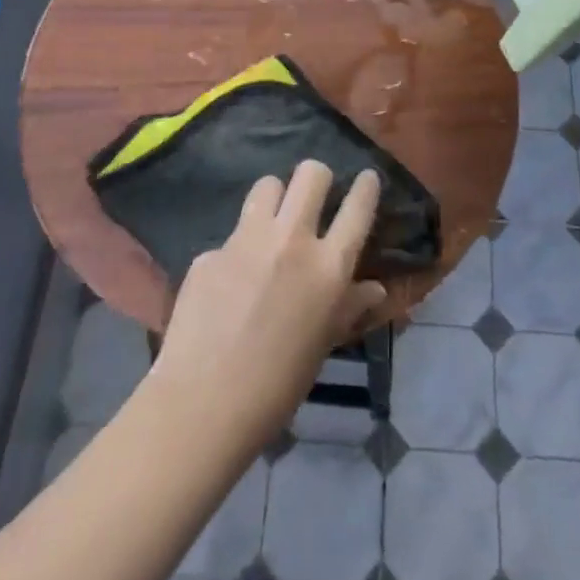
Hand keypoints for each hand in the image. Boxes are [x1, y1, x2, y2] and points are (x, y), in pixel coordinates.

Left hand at [150, 163, 386, 447]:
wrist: (204, 405)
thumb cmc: (278, 386)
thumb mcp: (323, 344)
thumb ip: (348, 306)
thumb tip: (375, 288)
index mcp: (328, 267)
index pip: (358, 207)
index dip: (367, 187)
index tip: (367, 178)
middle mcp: (291, 240)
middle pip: (311, 173)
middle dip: (317, 178)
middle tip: (314, 198)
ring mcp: (247, 240)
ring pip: (268, 185)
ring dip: (275, 198)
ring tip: (271, 223)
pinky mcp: (211, 251)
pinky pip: (232, 235)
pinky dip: (237, 250)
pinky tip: (229, 282)